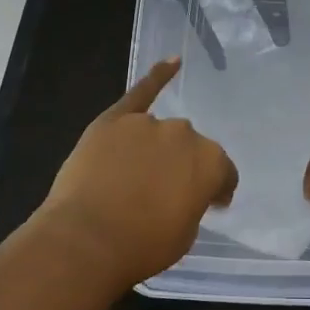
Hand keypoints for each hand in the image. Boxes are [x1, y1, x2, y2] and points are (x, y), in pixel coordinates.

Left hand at [39, 58, 237, 288]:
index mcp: (211, 162)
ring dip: (156, 150)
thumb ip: (193, 203)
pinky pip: (141, 92)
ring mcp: (147, 124)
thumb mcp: (185, 234)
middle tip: (166, 195)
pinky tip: (172, 63)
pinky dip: (157, 76)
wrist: (86, 240)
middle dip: (183, 167)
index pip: (223, 173)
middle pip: (189, 148)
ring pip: (160, 133)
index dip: (216, 190)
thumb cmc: (142, 246)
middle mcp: (184, 134)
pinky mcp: (114, 120)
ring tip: (137, 177)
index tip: (209, 204)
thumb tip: (186, 193)